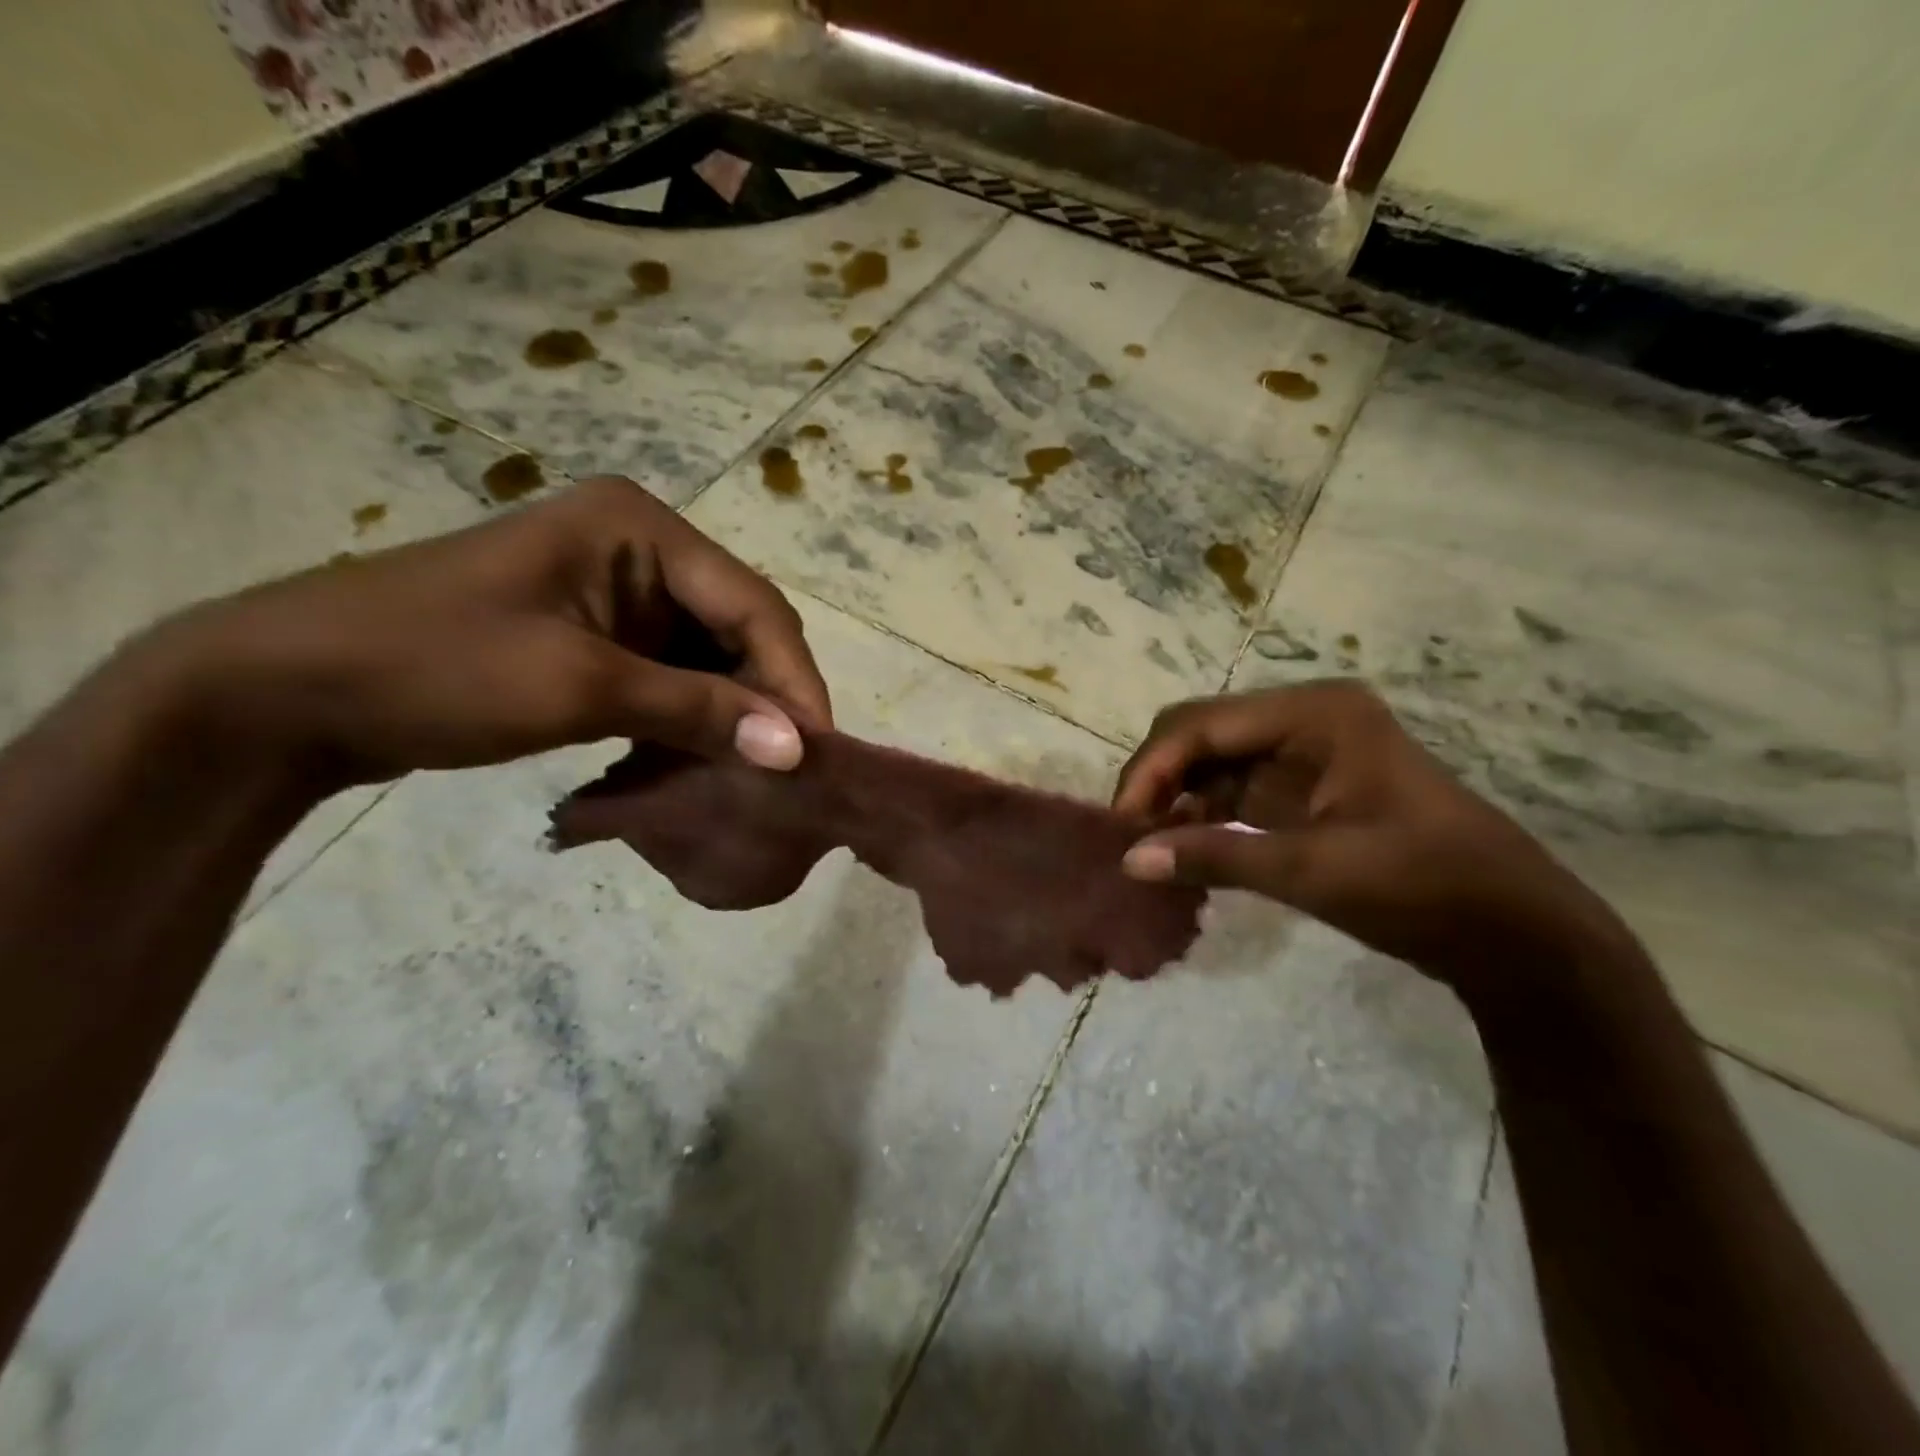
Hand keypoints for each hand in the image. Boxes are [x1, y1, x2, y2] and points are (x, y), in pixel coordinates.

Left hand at [139, 476, 831, 785]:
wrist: (289, 690)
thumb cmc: (436, 667)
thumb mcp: (579, 688)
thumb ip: (697, 711)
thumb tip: (795, 750)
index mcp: (643, 528)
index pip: (752, 606)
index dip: (792, 679)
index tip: (817, 751)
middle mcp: (642, 548)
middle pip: (738, 628)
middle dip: (764, 699)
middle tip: (790, 771)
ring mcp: (619, 590)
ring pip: (709, 657)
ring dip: (729, 715)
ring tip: (750, 774)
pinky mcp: (599, 633)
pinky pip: (672, 675)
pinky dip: (689, 719)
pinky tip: (697, 760)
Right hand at [1112, 680, 1621, 994]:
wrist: (1513, 931)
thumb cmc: (1422, 885)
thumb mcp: (1313, 870)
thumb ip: (1215, 856)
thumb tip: (1128, 861)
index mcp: (1313, 714)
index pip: (1200, 724)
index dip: (1151, 769)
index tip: (1121, 826)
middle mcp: (1303, 718)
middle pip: (1201, 735)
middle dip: (1158, 781)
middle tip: (1130, 838)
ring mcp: (1305, 752)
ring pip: (1211, 763)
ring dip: (1176, 801)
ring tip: (1148, 849)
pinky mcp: (1305, 788)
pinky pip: (1233, 791)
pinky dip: (1203, 819)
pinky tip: (1184, 852)